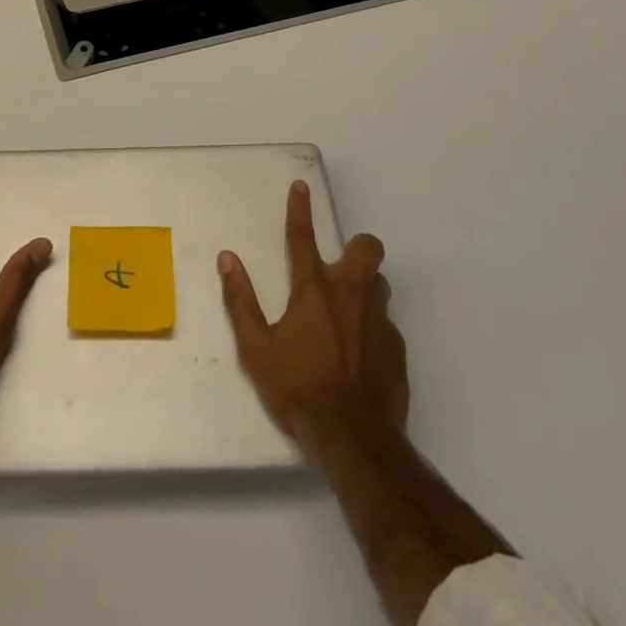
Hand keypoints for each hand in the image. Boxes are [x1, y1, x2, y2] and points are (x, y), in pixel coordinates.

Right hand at [218, 180, 409, 472]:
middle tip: (340, 265)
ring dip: (365, 287)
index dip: (300, 208)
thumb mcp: (256, 349)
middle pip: (367, 248)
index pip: (302, 236)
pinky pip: (386, 323)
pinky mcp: (397, 349)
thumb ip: (241, 300)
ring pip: (380, 284)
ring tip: (347, 312)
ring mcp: (379, 321)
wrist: (354, 440)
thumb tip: (228, 259)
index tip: (301, 185)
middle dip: (357, 246)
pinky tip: (360, 353)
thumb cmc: (298, 389)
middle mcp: (350, 294)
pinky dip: (373, 327)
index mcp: (313, 290)